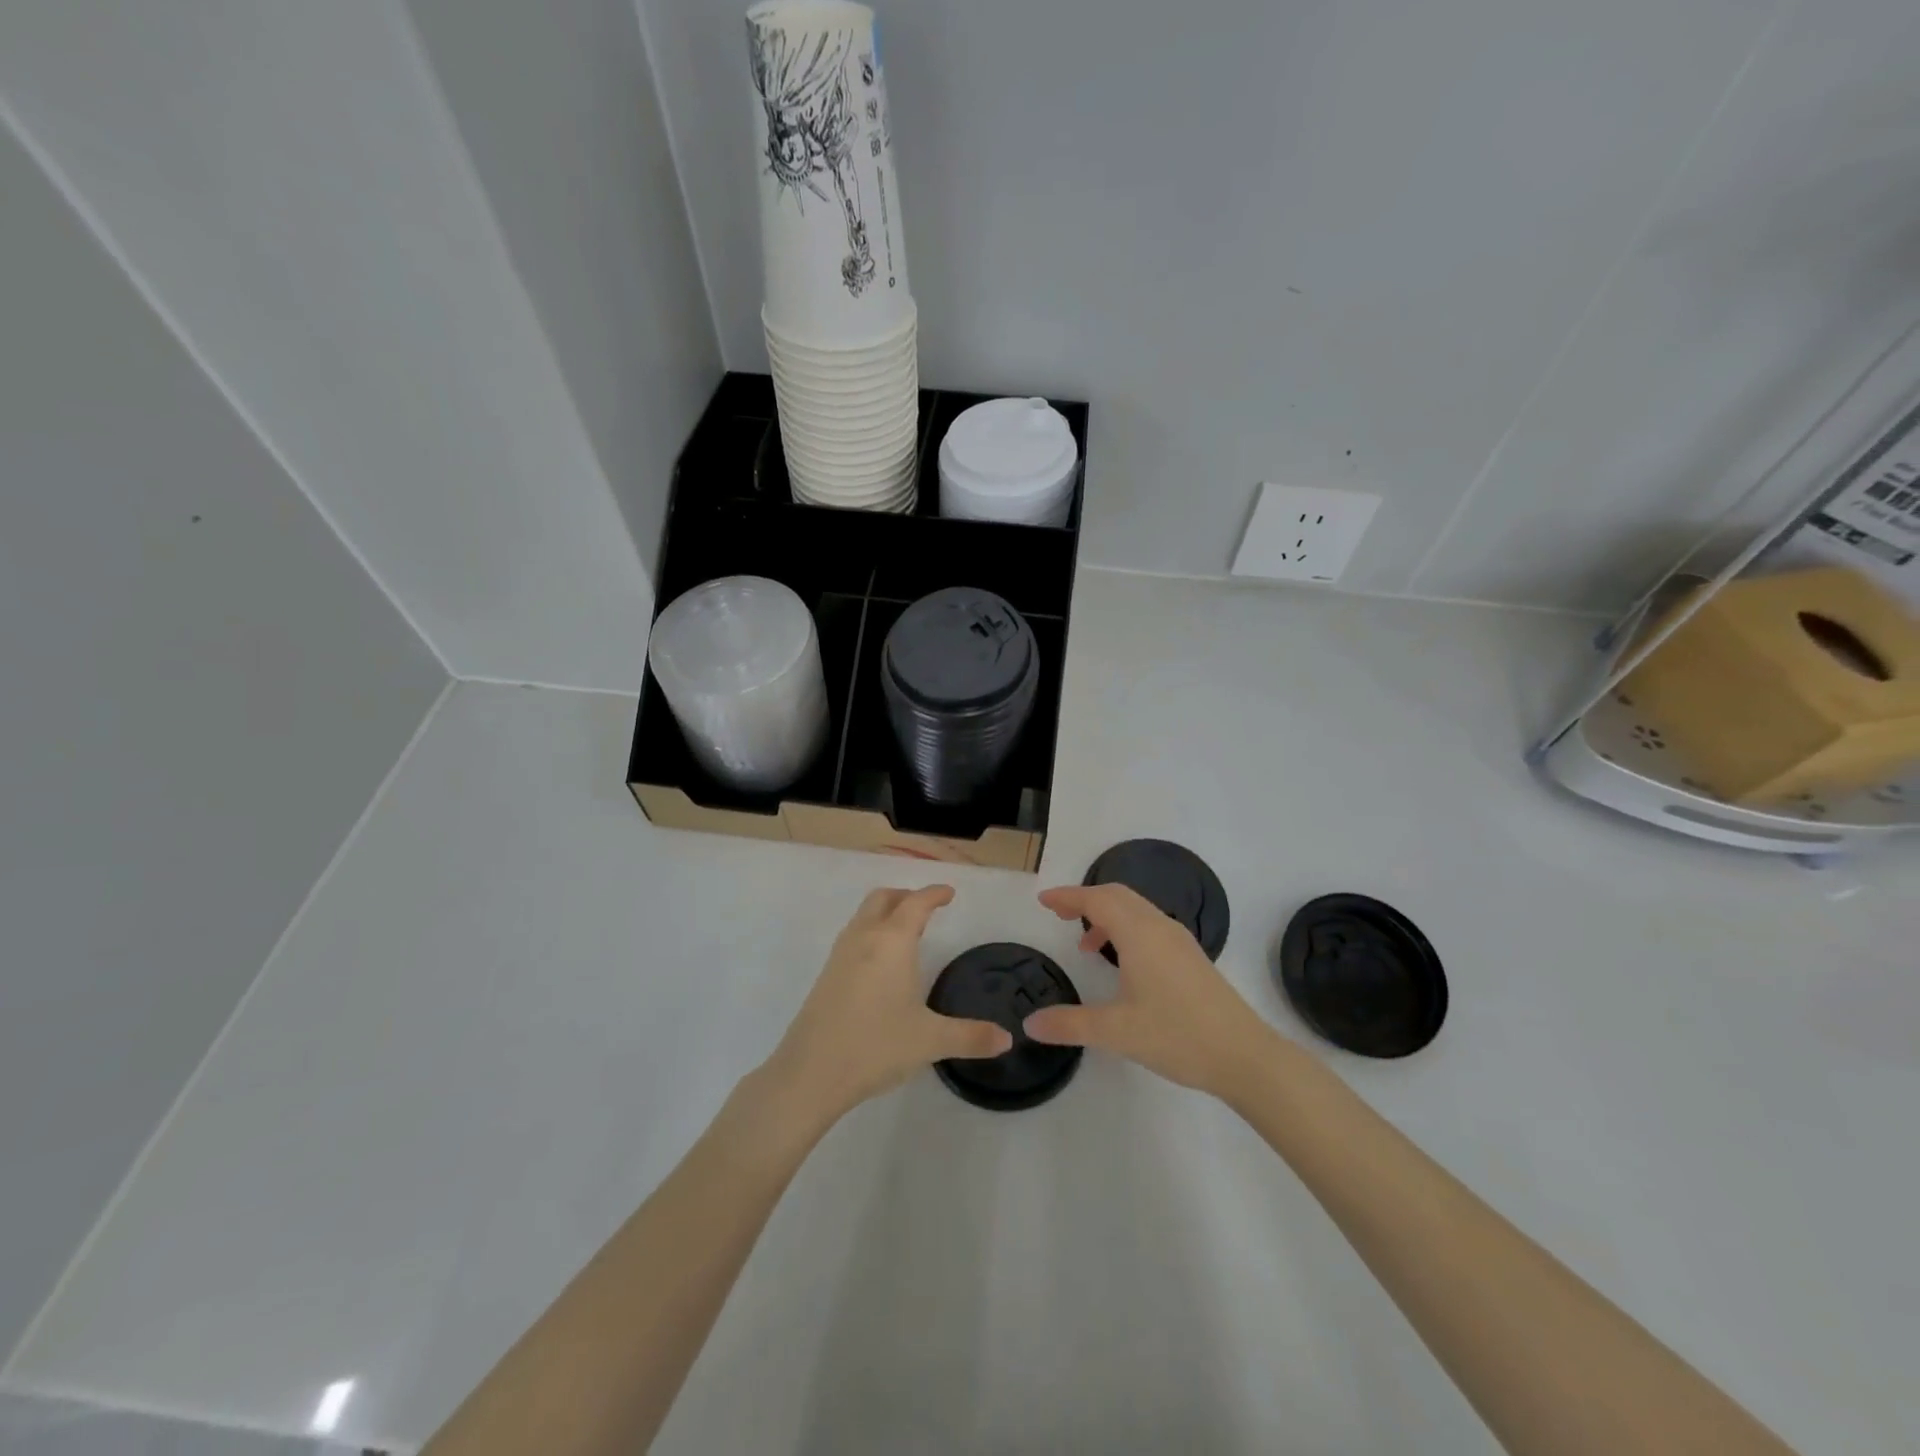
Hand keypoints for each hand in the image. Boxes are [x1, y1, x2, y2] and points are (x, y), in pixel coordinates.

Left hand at [763, 886, 1011, 1126]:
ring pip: (864, 915)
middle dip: (906, 896)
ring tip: (905, 932)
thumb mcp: (930, 1041)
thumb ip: (970, 1037)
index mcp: (892, 942)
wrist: (810, 1072)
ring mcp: (840, 955)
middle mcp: (864, 938)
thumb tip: (1006, 1039)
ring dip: (885, 912)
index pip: (916, 903)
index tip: (949, 893)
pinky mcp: (826, 975)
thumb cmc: (875, 1045)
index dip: (934, 894)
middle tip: (927, 908)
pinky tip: (879, 964)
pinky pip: (853, 936)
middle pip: (884, 899)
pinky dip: (871, 932)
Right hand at [1023, 882, 1279, 1098]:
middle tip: (1059, 915)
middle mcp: (1160, 927)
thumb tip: (1030, 1024)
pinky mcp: (1191, 957)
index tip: (1043, 902)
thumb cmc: (1177, 1035)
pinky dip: (1126, 928)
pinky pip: (1150, 925)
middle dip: (1086, 899)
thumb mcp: (1116, 1032)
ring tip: (1086, 946)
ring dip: (1107, 915)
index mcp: (1139, 934)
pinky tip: (1122, 964)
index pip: (1097, 900)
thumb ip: (1070, 1024)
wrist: (1244, 1055)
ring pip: (1136, 909)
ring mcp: (1180, 940)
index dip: (1068, 896)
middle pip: (1117, 896)